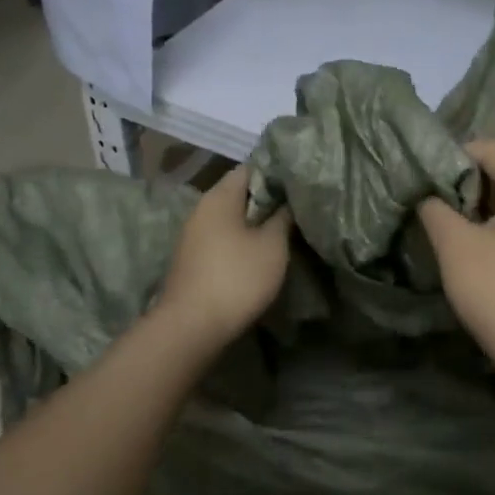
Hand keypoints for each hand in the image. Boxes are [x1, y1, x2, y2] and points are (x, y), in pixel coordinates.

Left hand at [156, 166, 292, 347]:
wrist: (192, 326)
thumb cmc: (237, 277)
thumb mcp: (273, 245)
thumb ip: (283, 217)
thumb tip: (289, 199)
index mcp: (219, 196)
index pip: (251, 168)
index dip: (277, 173)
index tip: (301, 184)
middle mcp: (202, 209)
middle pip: (240, 194)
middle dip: (269, 200)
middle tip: (299, 209)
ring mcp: (194, 236)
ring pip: (232, 219)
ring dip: (256, 224)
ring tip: (286, 232)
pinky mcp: (194, 259)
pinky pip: (224, 239)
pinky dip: (243, 242)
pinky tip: (262, 254)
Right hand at [417, 139, 494, 372]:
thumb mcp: (456, 246)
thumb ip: (435, 208)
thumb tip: (425, 192)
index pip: (493, 148)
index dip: (455, 154)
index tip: (423, 172)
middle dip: (472, 170)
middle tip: (436, 188)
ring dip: (484, 192)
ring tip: (449, 208)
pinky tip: (474, 228)